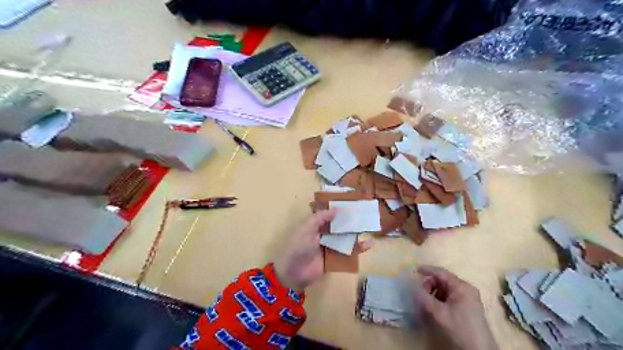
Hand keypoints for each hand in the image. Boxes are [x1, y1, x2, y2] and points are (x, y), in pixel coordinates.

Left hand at [275, 209, 371, 290]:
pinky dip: (358, 248)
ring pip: (345, 237)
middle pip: (338, 225)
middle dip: (349, 219)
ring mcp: (329, 246)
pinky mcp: (335, 258)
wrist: (293, 273)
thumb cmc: (298, 246)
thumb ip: (320, 217)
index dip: (337, 208)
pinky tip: (369, 243)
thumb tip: (336, 209)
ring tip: (369, 224)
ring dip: (355, 232)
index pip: (327, 213)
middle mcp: (323, 234)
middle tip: (364, 212)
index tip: (350, 201)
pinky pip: (348, 252)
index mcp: (313, 225)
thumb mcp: (306, 228)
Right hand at [415, 266, 499, 349]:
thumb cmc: (460, 327)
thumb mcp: (439, 312)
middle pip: (443, 280)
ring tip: (426, 302)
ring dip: (434, 293)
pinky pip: (450, 297)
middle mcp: (466, 289)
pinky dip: (440, 299)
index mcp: (461, 286)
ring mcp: (468, 298)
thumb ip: (424, 297)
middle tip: (420, 293)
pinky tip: (434, 308)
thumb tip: (411, 285)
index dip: (427, 270)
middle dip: (430, 285)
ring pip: (445, 289)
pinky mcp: (467, 307)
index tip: (414, 270)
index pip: (441, 272)